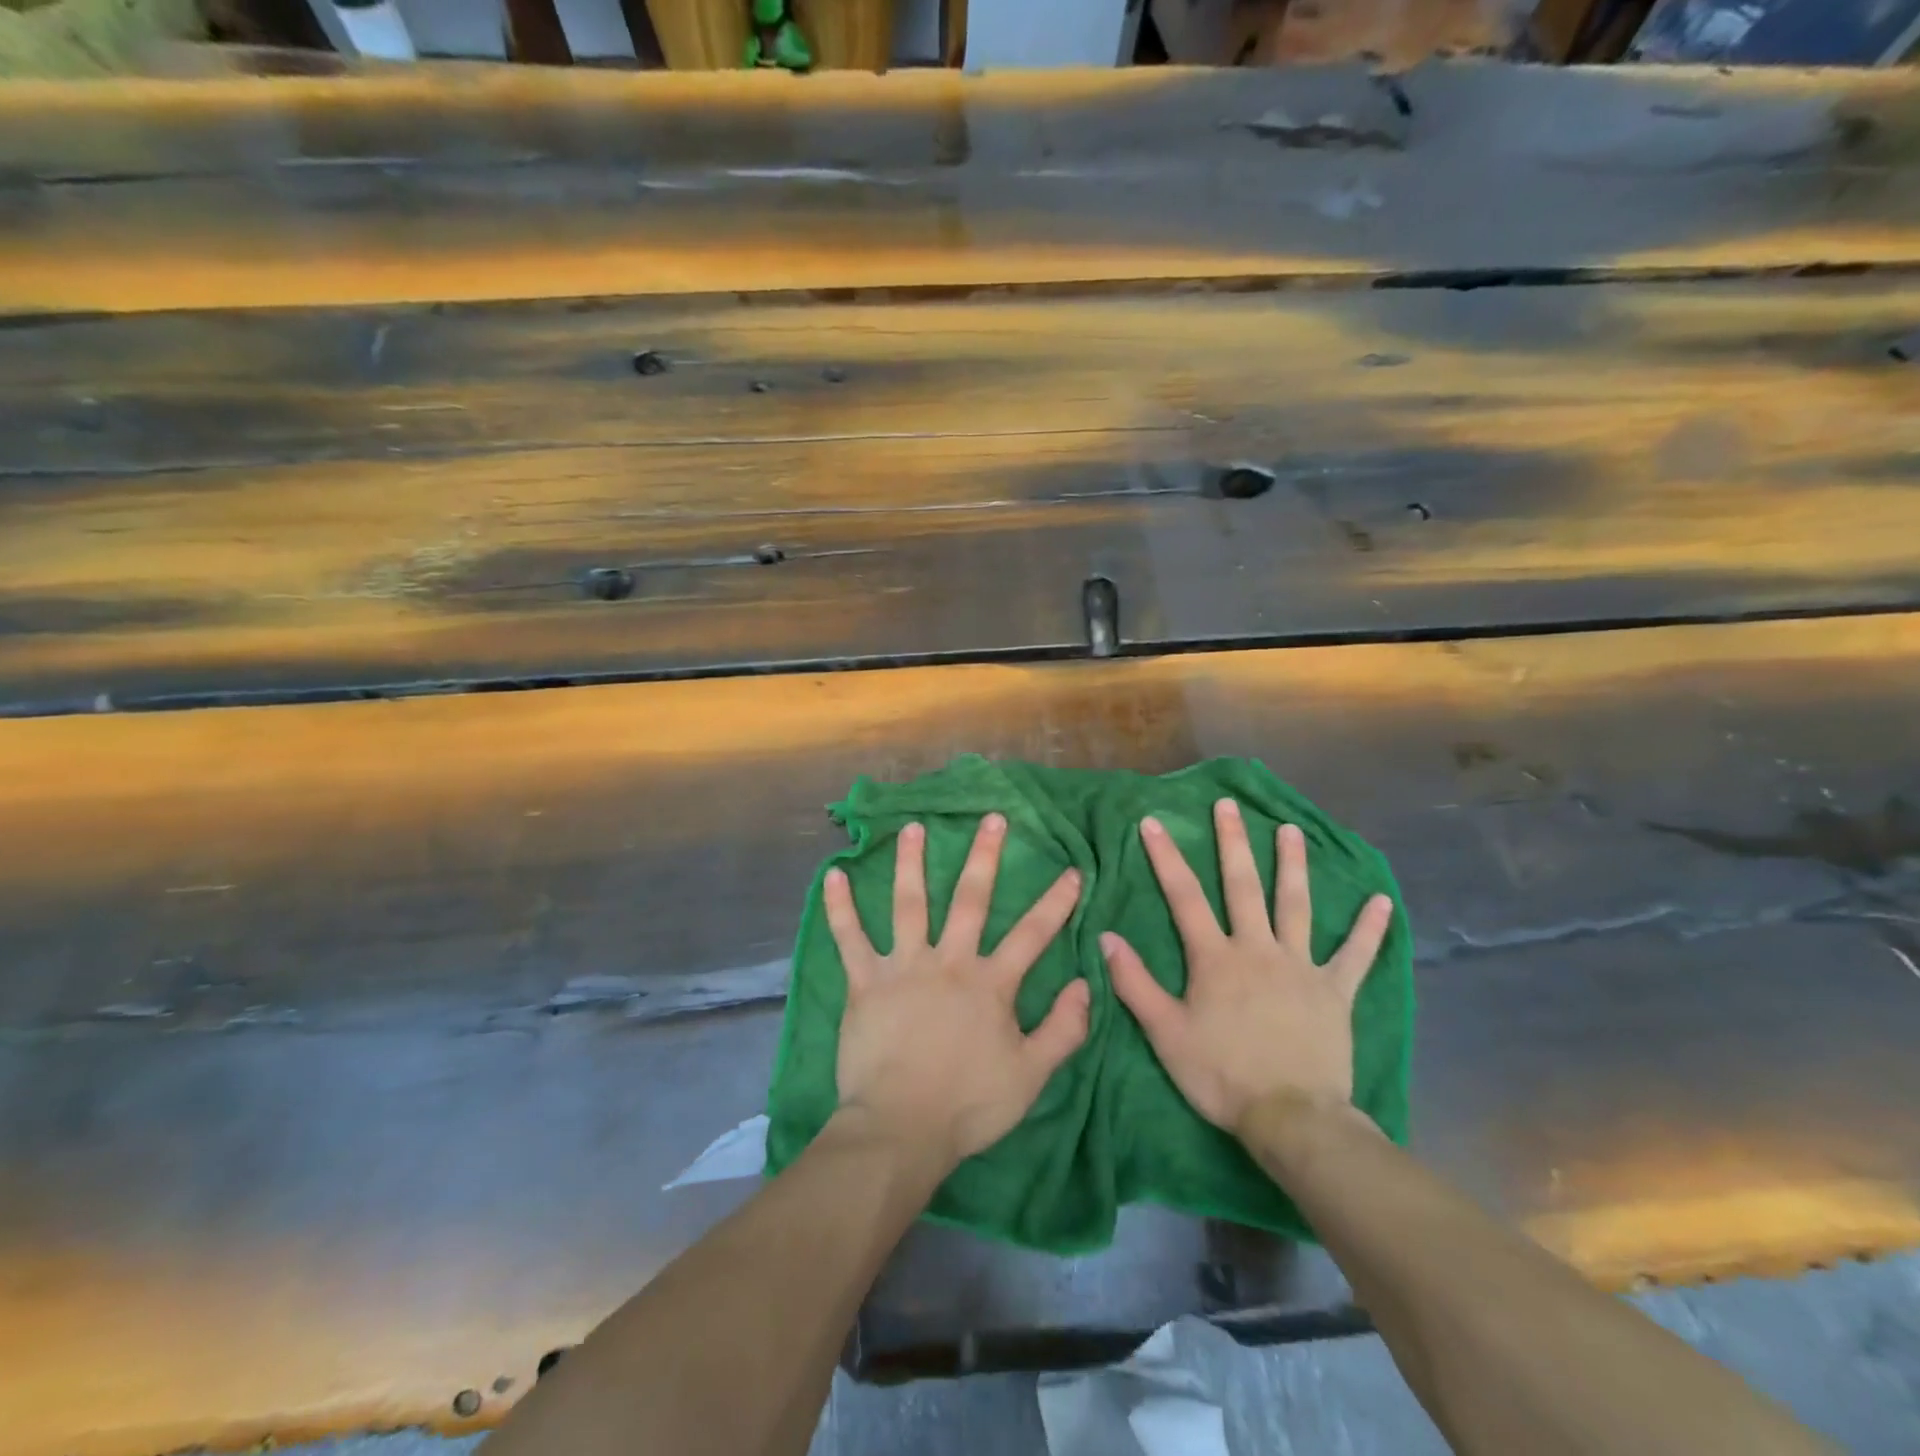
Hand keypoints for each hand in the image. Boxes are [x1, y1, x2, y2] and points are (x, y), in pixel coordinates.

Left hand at [824, 814, 1088, 1170]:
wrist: (900, 1128)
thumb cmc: (968, 1104)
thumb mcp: (1031, 1076)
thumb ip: (1064, 1029)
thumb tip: (1088, 985)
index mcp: (990, 983)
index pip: (1033, 934)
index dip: (1056, 902)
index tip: (1072, 870)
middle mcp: (949, 962)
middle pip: (970, 900)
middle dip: (985, 856)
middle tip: (992, 818)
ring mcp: (903, 967)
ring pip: (909, 904)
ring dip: (911, 863)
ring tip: (913, 827)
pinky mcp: (865, 982)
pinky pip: (849, 938)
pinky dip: (840, 907)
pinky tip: (833, 876)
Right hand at [1101, 798, 1392, 1135]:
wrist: (1291, 1118)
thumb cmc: (1221, 1075)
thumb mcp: (1165, 1033)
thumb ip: (1134, 983)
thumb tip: (1107, 938)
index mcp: (1215, 958)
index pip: (1184, 897)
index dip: (1166, 858)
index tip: (1153, 823)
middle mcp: (1257, 949)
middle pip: (1243, 886)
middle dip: (1233, 843)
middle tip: (1229, 806)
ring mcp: (1300, 967)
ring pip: (1296, 906)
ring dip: (1293, 866)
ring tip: (1292, 830)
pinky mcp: (1334, 991)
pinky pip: (1355, 955)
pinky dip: (1369, 929)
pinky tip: (1382, 902)